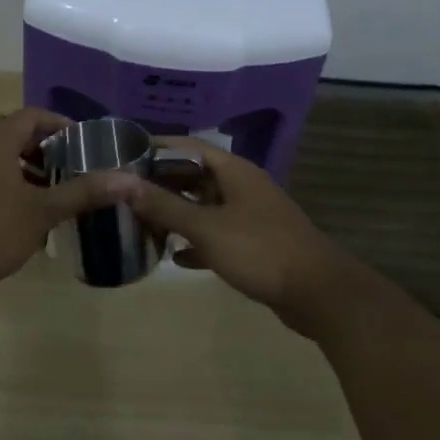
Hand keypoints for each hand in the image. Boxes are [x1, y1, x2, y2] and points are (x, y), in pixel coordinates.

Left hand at [0, 109, 128, 297]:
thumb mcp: (41, 212)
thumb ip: (83, 193)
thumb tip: (129, 180)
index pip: (33, 116)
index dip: (61, 125)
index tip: (85, 144)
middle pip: (15, 133)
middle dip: (45, 148)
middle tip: (70, 168)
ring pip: (0, 156)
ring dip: (26, 168)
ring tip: (51, 192)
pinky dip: (8, 182)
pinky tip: (22, 213)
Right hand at [124, 141, 356, 337]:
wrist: (318, 292)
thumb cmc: (259, 249)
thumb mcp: (206, 227)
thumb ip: (164, 205)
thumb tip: (121, 182)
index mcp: (234, 171)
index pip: (188, 146)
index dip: (157, 148)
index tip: (124, 154)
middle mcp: (242, 187)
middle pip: (195, 176)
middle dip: (162, 184)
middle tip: (125, 193)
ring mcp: (250, 216)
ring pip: (205, 207)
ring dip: (177, 214)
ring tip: (141, 223)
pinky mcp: (255, 244)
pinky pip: (217, 236)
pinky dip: (196, 242)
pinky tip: (175, 257)